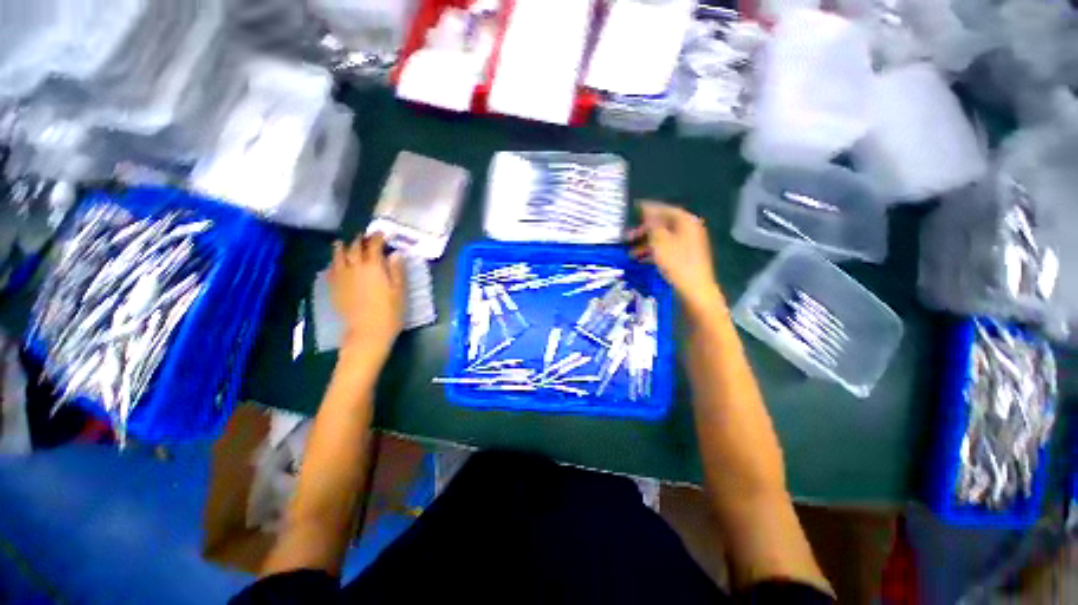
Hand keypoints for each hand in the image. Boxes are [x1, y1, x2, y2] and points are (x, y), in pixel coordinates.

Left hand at [329, 233, 404, 361]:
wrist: (367, 332)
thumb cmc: (390, 312)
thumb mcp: (400, 291)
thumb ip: (397, 270)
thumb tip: (395, 253)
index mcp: (373, 267)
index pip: (374, 245)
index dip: (378, 237)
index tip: (383, 233)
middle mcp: (355, 267)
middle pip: (354, 247)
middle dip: (360, 240)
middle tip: (366, 237)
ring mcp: (342, 277)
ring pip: (338, 256)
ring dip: (342, 247)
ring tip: (343, 243)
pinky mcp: (334, 288)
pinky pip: (331, 269)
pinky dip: (333, 262)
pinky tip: (335, 263)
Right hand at [627, 201, 724, 320]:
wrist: (695, 289)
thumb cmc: (676, 263)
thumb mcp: (659, 241)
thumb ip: (652, 224)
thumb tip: (646, 208)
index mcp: (686, 221)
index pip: (665, 209)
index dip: (648, 209)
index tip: (633, 209)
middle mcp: (689, 229)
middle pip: (663, 224)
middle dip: (644, 230)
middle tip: (627, 236)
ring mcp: (689, 243)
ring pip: (663, 238)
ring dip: (646, 243)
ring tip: (631, 252)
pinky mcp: (685, 256)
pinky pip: (666, 248)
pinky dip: (654, 251)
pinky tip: (642, 260)